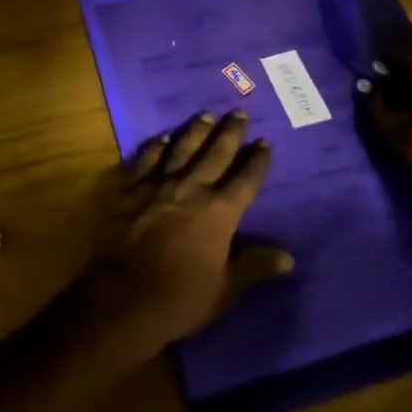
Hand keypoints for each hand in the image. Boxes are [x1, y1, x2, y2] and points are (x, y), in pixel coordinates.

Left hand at [71, 111, 293, 371]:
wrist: (122, 297)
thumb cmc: (180, 298)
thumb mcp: (225, 290)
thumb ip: (254, 267)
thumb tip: (289, 257)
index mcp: (220, 212)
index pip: (246, 180)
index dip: (257, 161)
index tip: (265, 142)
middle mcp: (192, 189)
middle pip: (216, 153)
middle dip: (230, 133)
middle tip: (239, 112)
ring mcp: (159, 185)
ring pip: (182, 148)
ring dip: (196, 131)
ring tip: (205, 115)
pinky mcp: (131, 189)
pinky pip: (146, 160)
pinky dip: (155, 147)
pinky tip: (161, 138)